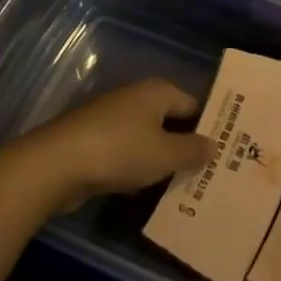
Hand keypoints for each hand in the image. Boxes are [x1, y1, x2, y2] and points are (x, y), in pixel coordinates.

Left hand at [10, 78, 210, 209]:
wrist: (56, 164)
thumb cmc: (120, 151)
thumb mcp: (165, 154)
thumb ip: (193, 150)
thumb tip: (214, 145)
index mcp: (157, 91)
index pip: (193, 104)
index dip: (209, 126)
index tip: (224, 151)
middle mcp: (135, 97)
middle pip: (170, 119)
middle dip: (186, 144)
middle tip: (208, 171)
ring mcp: (112, 118)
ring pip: (148, 138)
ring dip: (161, 158)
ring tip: (183, 185)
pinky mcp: (94, 140)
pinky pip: (127, 152)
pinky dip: (138, 167)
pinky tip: (147, 189)